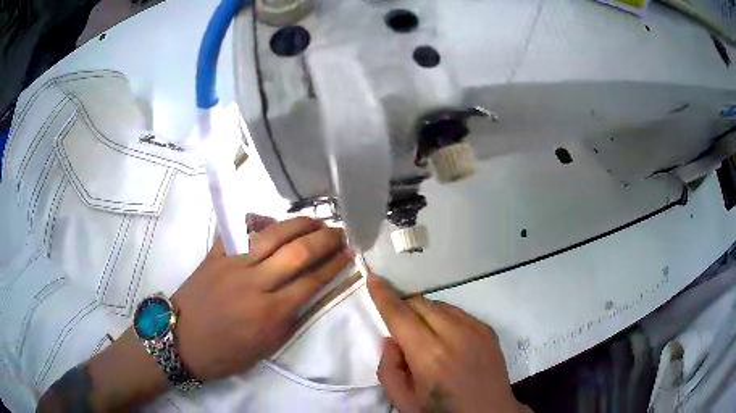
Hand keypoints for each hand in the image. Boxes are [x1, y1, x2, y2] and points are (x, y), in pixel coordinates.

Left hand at [173, 217, 351, 380]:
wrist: (181, 341)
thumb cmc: (225, 353)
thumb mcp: (266, 348)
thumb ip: (289, 319)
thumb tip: (306, 294)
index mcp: (270, 312)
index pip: (312, 281)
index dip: (334, 265)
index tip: (349, 253)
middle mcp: (254, 282)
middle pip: (297, 253)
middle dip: (324, 239)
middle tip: (340, 231)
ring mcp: (232, 264)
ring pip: (272, 235)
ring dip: (298, 224)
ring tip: (315, 221)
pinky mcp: (215, 254)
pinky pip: (238, 229)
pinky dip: (257, 220)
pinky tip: (270, 220)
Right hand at [368, 275, 529, 412]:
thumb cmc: (443, 411)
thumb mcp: (403, 401)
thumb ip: (388, 369)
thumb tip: (391, 338)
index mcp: (429, 357)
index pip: (400, 316)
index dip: (383, 295)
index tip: (372, 278)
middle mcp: (454, 335)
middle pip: (419, 303)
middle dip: (403, 308)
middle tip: (400, 328)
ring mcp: (475, 329)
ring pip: (439, 304)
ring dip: (423, 312)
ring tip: (424, 336)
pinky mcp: (487, 329)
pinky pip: (457, 311)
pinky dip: (443, 317)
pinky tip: (446, 338)